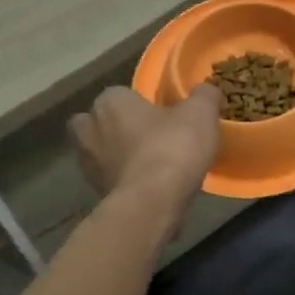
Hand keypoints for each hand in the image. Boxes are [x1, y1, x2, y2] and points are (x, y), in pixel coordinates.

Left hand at [69, 85, 222, 234]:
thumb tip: (206, 90)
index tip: (164, 114)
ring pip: (101, 153)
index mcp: (110, 101)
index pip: (121, 94)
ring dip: (118, 156)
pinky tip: (149, 187)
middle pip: (100, 122)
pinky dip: (124, 181)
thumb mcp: (201, 113)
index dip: (141, 103)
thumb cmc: (172, 147)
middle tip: (147, 136)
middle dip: (116, 128)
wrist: (151, 203)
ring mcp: (88, 164)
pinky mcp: (94, 193)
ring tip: (150, 164)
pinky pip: (110, 179)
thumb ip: (204, 96)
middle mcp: (90, 128)